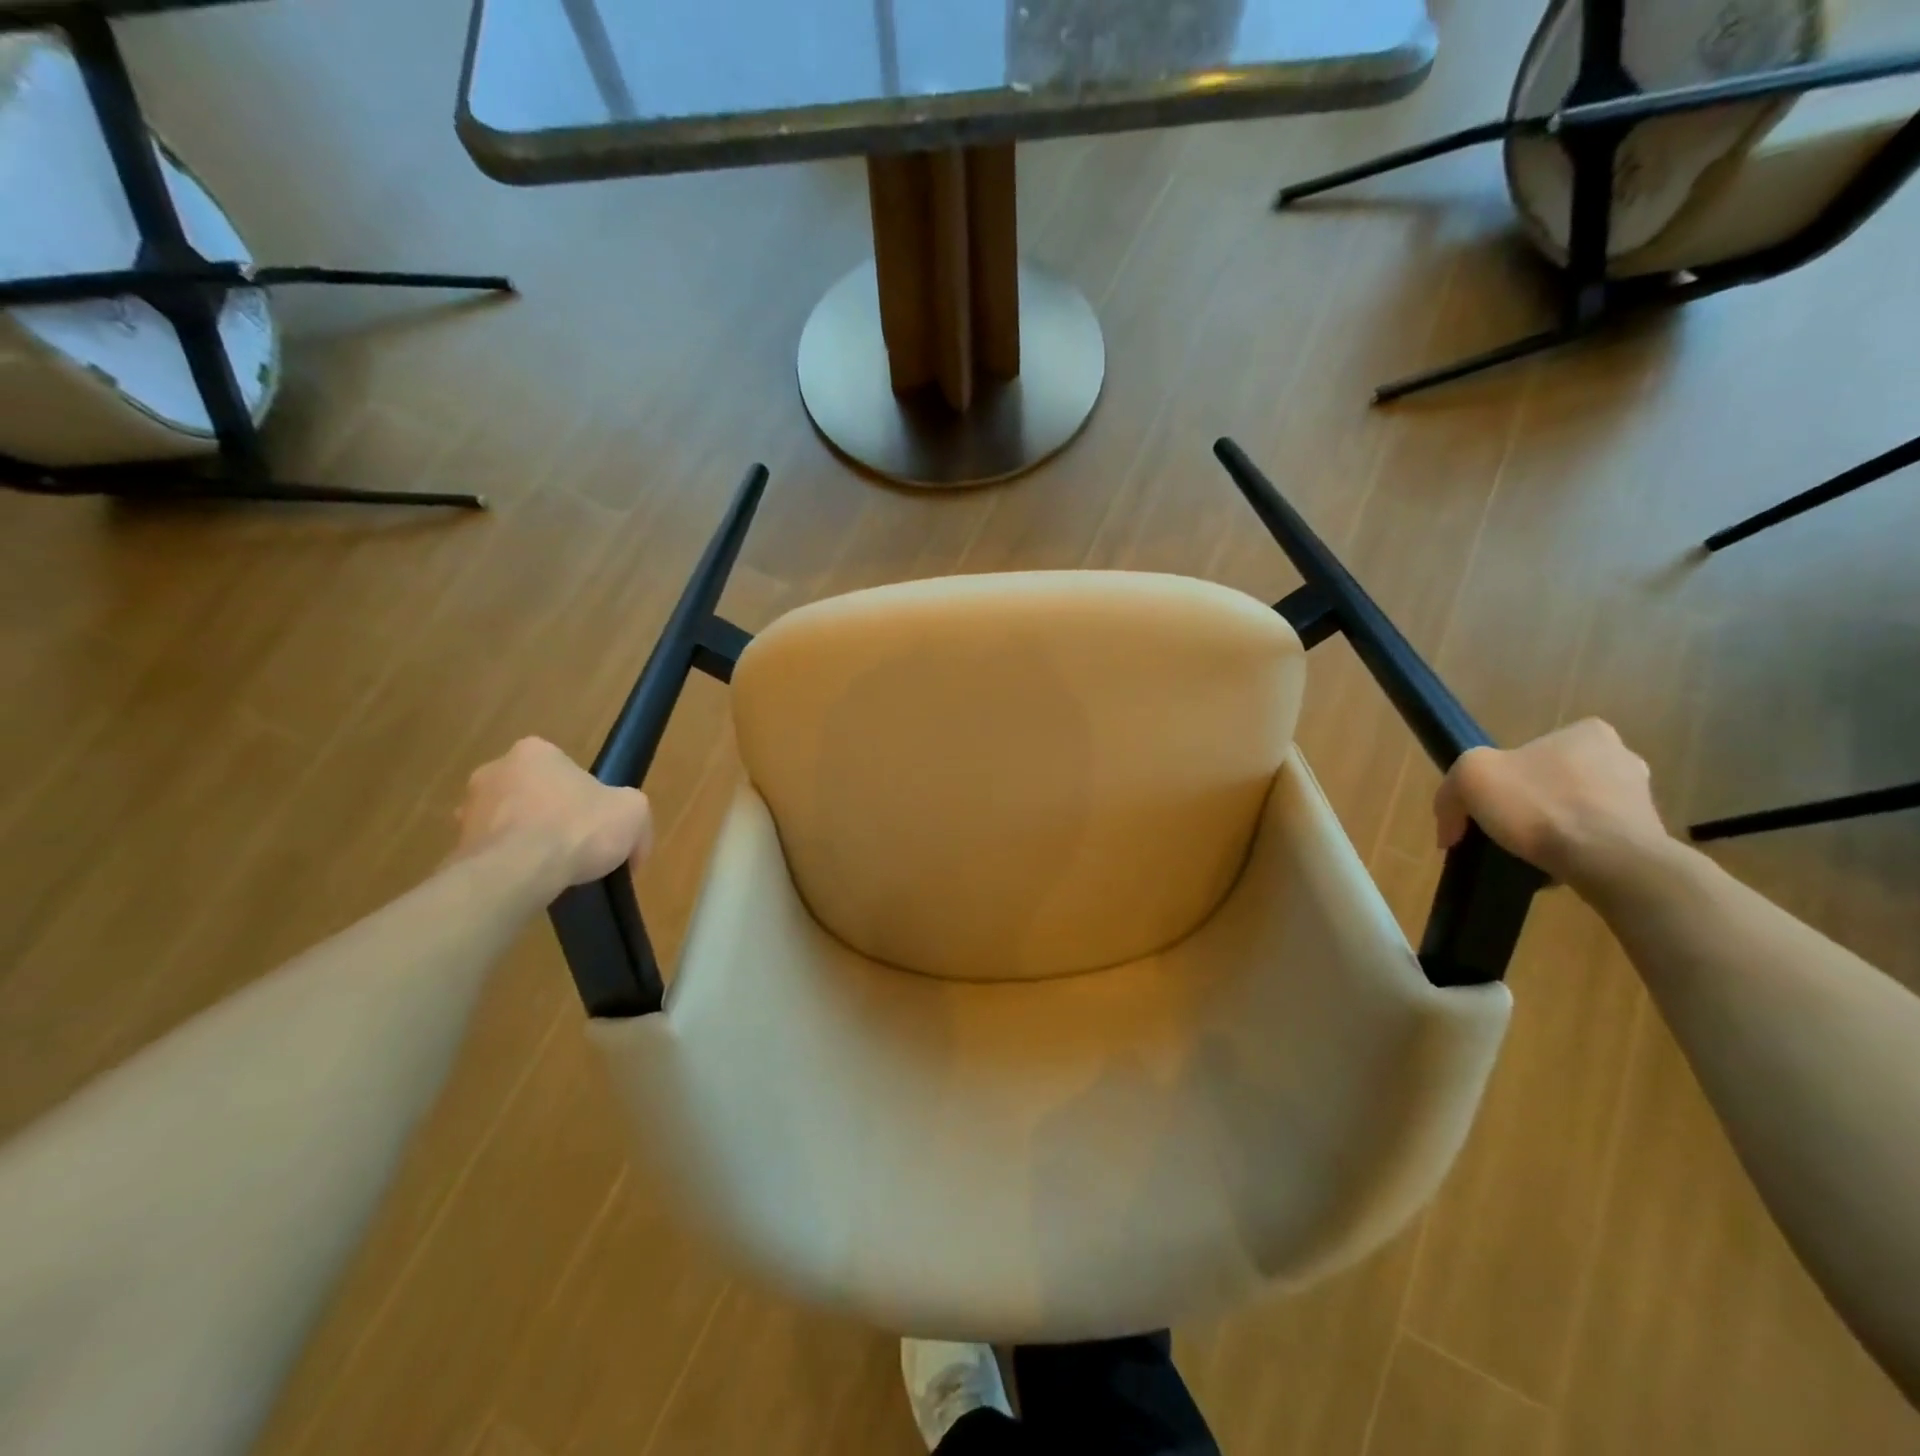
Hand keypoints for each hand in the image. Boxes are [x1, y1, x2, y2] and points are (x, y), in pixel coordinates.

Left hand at [454, 738, 652, 895]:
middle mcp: (493, 771)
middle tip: (579, 846)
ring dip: (530, 842)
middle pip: (536, 795)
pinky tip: (532, 884)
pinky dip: (513, 867)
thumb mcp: (633, 811)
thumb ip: (632, 814)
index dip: (588, 798)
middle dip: (554, 817)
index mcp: (535, 752)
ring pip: (512, 825)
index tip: (599, 824)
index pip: (566, 770)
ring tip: (556, 871)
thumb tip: (631, 844)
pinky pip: (495, 855)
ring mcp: (468, 811)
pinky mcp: (456, 848)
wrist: (517, 873)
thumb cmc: (577, 827)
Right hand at [1433, 719, 1669, 888]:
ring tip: (1528, 854)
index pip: (1530, 750)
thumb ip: (1451, 790)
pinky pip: (1596, 840)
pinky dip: (1574, 850)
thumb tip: (1450, 830)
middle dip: (1529, 803)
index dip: (1501, 776)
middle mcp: (1621, 757)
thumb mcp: (1471, 777)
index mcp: (1586, 733)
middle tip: (1504, 829)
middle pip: (1552, 780)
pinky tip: (1556, 867)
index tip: (1487, 804)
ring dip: (1552, 827)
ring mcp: (1641, 798)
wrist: (1610, 862)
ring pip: (1575, 810)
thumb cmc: (1540, 806)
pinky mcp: (1649, 836)